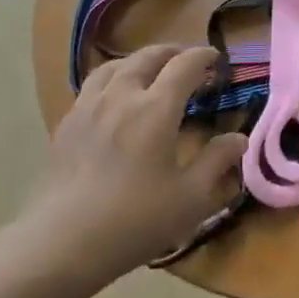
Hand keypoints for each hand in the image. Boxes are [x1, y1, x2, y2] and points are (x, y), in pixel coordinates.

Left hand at [20, 45, 246, 288]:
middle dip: (172, 52)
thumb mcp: (190, 198)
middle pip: (148, 56)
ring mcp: (88, 107)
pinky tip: (113, 101)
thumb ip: (217, 162)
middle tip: (187, 61)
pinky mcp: (66, 125)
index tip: (217, 59)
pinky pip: (91, 86)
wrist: (60, 244)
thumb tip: (238, 138)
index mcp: (156, 108)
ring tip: (149, 72)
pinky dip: (112, 80)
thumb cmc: (134, 221)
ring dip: (139, 61)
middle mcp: (122, 95)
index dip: (203, 56)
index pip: (185, 65)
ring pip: (115, 66)